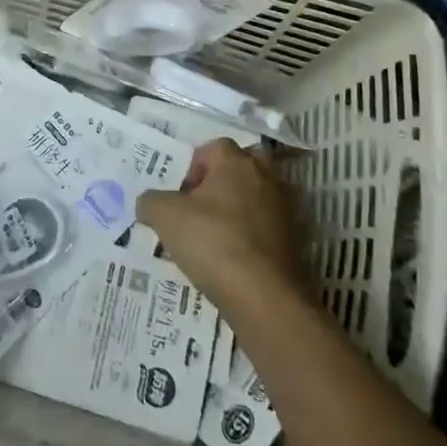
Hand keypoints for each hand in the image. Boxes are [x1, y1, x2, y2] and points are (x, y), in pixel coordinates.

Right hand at [136, 138, 307, 317]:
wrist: (265, 297)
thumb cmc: (212, 242)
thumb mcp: (165, 217)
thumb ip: (151, 201)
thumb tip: (149, 203)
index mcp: (235, 161)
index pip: (212, 147)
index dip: (193, 169)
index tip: (182, 197)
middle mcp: (264, 175)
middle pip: (243, 164)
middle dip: (224, 180)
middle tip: (205, 207)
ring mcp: (285, 207)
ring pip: (259, 195)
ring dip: (242, 208)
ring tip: (220, 236)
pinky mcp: (297, 239)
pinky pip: (271, 225)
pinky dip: (256, 234)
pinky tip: (239, 257)